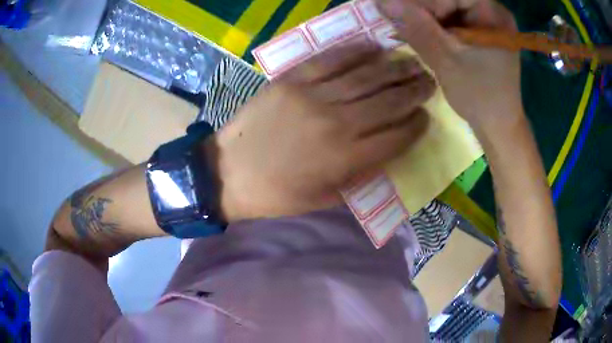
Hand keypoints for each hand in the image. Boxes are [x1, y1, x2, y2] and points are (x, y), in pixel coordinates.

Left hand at [205, 41, 435, 220]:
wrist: (228, 173)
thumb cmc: (277, 195)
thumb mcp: (325, 198)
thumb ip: (361, 173)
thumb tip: (388, 148)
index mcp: (346, 159)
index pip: (397, 137)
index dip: (417, 126)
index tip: (427, 117)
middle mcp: (337, 123)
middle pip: (389, 102)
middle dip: (415, 91)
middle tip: (431, 81)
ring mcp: (313, 96)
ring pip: (366, 76)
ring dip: (395, 68)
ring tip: (413, 62)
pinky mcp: (292, 80)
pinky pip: (332, 59)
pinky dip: (357, 51)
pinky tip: (376, 47)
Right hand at [378, 0, 523, 131]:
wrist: (499, 124)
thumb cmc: (480, 96)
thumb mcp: (446, 60)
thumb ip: (417, 27)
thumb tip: (382, 1)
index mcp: (492, 13)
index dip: (425, 1)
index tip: (401, 14)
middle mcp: (493, 11)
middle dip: (424, 8)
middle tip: (403, 21)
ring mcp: (488, 20)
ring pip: (449, 6)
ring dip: (427, 16)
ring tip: (411, 30)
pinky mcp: (481, 30)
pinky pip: (453, 17)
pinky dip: (435, 24)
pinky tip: (424, 35)